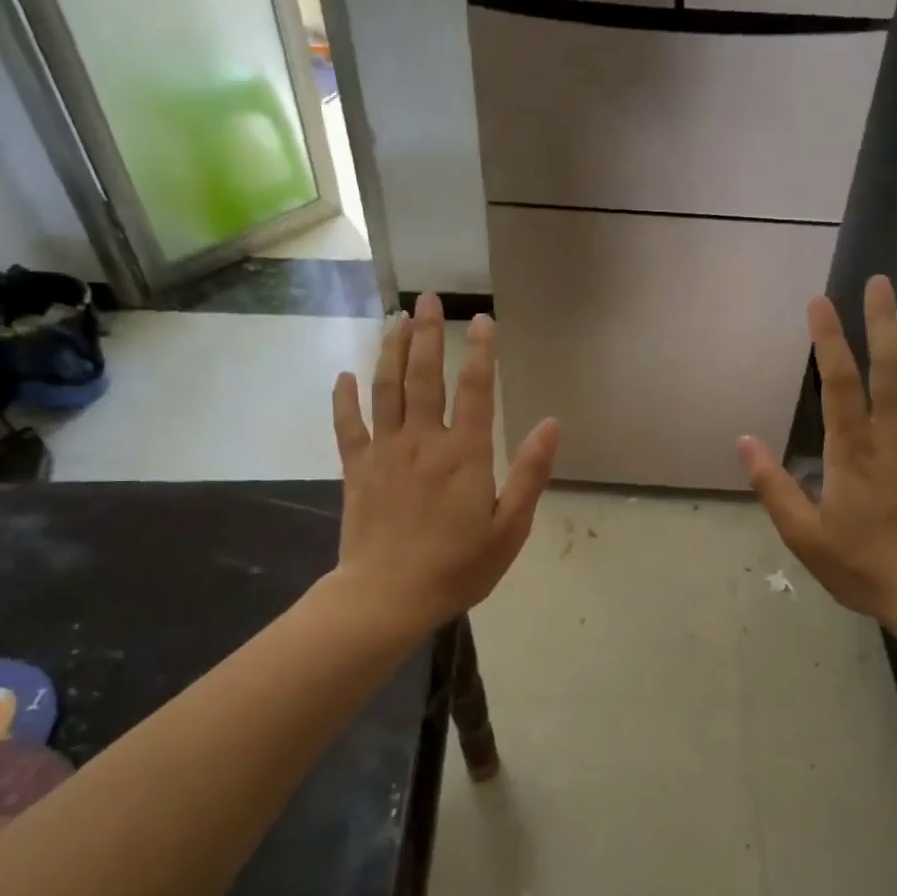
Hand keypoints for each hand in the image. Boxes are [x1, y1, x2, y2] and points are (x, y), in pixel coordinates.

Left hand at [329, 293, 559, 635]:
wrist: (387, 597)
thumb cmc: (457, 566)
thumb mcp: (510, 527)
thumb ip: (530, 473)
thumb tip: (551, 424)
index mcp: (464, 453)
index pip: (474, 388)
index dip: (480, 350)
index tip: (481, 319)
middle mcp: (422, 440)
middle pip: (423, 375)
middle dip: (427, 333)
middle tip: (426, 298)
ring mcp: (384, 452)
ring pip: (386, 389)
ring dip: (390, 351)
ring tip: (394, 320)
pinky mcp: (356, 469)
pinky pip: (348, 425)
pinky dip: (344, 398)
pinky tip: (345, 375)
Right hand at [739, 275, 896, 642]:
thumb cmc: (865, 568)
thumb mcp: (805, 538)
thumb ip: (774, 487)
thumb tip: (744, 442)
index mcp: (852, 453)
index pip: (838, 384)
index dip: (828, 339)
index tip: (820, 303)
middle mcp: (894, 436)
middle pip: (891, 366)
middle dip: (883, 320)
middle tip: (880, 282)